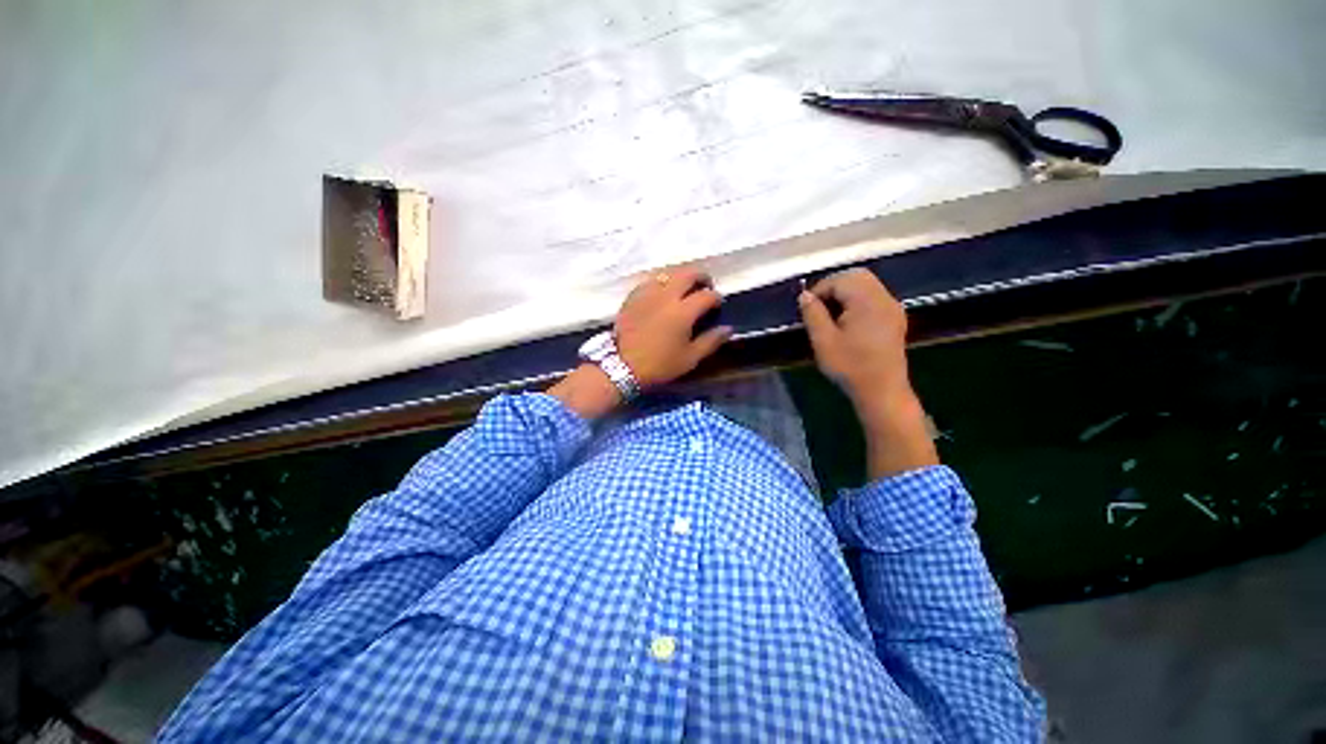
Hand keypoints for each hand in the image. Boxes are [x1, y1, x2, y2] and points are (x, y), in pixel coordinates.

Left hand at [549, 268, 731, 419]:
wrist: (621, 366)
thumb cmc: (659, 365)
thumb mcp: (689, 359)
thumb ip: (710, 341)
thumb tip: (728, 329)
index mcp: (683, 311)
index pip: (707, 295)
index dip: (716, 297)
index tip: (718, 304)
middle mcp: (666, 295)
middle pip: (688, 273)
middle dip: (701, 276)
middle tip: (705, 286)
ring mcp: (647, 293)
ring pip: (668, 273)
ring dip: (681, 277)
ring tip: (685, 288)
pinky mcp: (633, 296)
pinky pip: (651, 281)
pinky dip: (662, 282)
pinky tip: (662, 293)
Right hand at [798, 268, 911, 407]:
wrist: (882, 391)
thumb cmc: (850, 367)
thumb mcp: (823, 341)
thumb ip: (813, 314)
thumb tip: (805, 295)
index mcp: (867, 301)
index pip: (841, 280)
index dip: (820, 289)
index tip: (806, 307)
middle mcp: (883, 298)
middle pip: (857, 276)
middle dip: (834, 285)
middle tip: (817, 305)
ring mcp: (892, 308)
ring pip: (867, 285)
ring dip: (846, 291)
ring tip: (829, 313)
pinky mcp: (894, 318)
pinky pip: (874, 296)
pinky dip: (857, 299)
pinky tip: (847, 319)